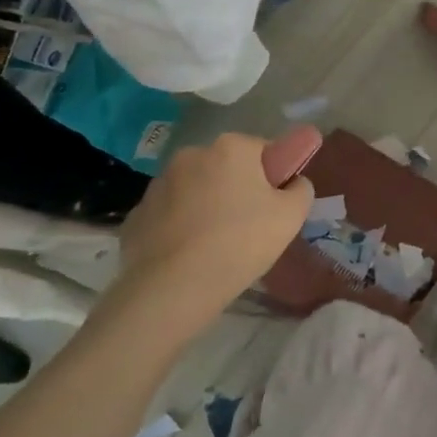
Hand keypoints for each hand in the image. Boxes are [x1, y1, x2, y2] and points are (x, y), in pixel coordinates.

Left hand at [117, 132, 312, 314]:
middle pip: (225, 168)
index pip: (262, 150)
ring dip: (205, 207)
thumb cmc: (240, 242)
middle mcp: (191, 155)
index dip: (272, 177)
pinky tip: (187, 256)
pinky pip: (168, 215)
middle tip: (247, 227)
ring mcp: (158, 184)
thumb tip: (293, 183)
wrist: (172, 289)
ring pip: (194, 190)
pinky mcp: (135, 215)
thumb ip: (301, 189)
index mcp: (231, 147)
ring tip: (214, 246)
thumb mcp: (291, 216)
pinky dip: (178, 228)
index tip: (273, 206)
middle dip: (236, 189)